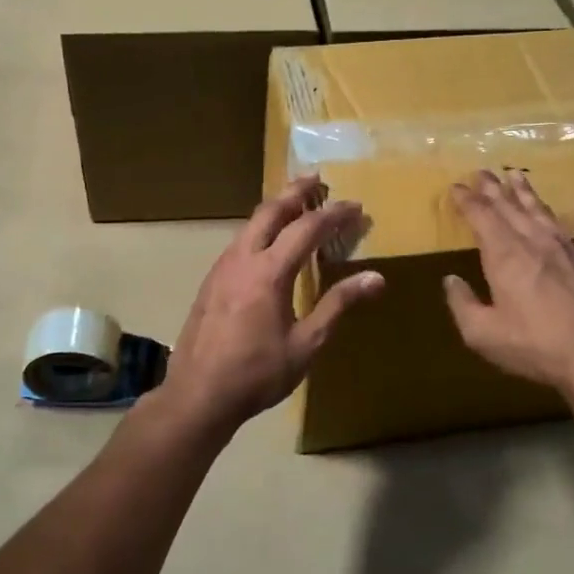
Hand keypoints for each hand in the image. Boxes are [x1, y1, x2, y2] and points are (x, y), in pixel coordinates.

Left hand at [160, 176, 384, 438]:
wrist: (197, 394)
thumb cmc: (257, 373)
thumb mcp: (306, 343)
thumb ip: (338, 305)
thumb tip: (376, 278)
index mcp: (269, 272)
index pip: (307, 228)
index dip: (334, 215)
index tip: (356, 207)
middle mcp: (242, 258)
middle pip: (271, 211)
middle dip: (296, 191)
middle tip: (318, 178)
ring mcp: (222, 268)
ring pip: (251, 223)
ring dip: (276, 208)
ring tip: (296, 203)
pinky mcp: (211, 280)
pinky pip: (240, 241)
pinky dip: (260, 228)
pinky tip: (268, 241)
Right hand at [443, 169, 573, 406]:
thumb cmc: (534, 346)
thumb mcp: (482, 334)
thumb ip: (461, 304)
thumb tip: (450, 280)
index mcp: (504, 255)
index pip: (481, 217)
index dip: (467, 200)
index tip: (457, 186)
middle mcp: (535, 243)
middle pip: (510, 208)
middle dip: (493, 189)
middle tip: (482, 171)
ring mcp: (569, 251)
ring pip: (544, 213)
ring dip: (528, 193)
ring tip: (516, 176)